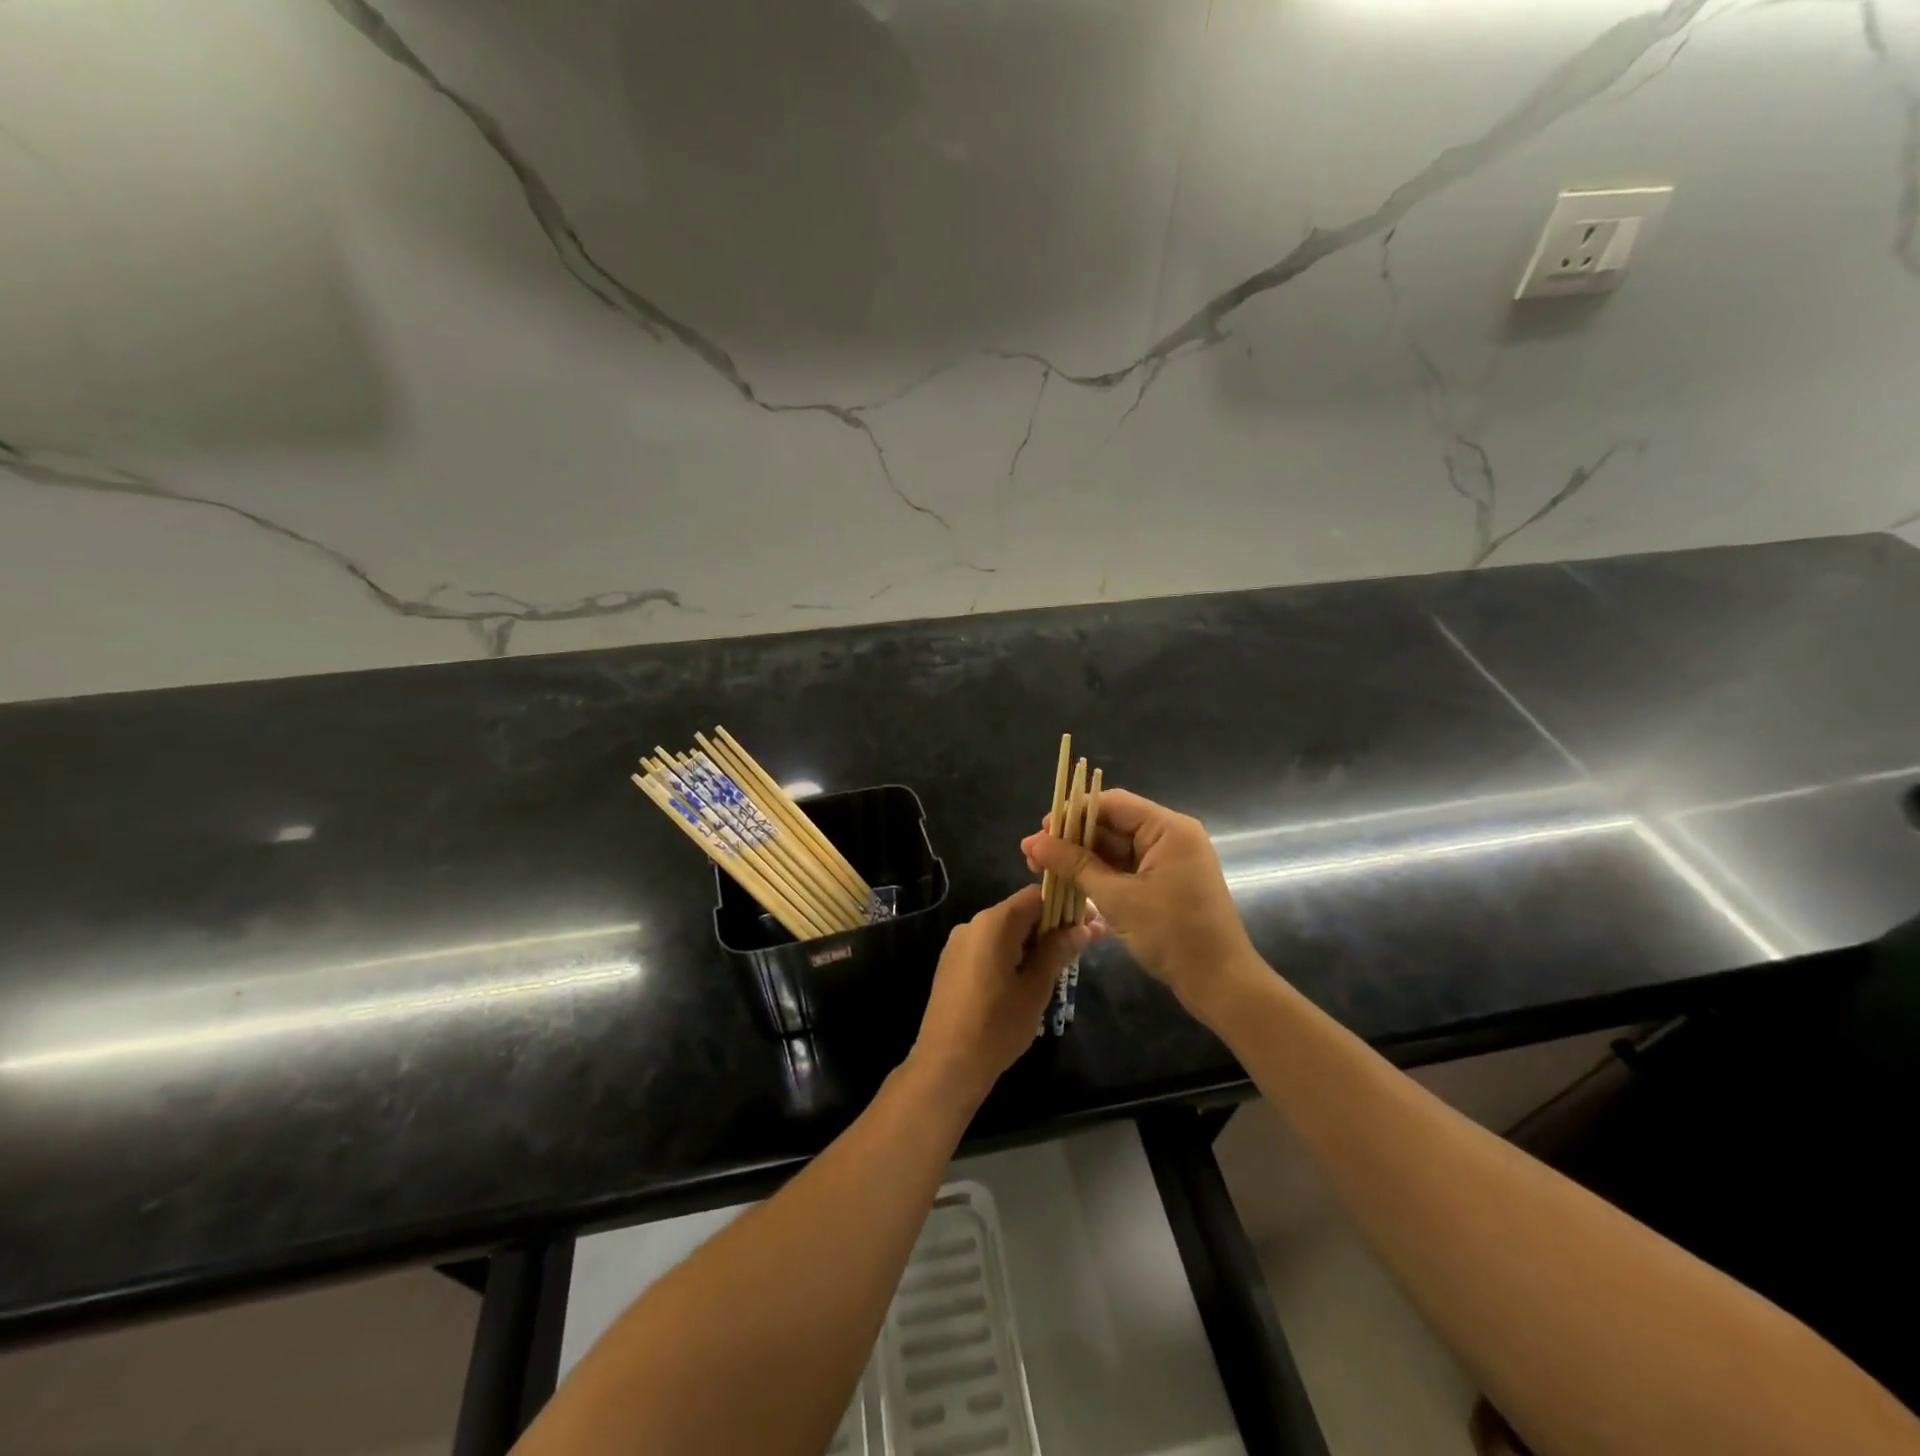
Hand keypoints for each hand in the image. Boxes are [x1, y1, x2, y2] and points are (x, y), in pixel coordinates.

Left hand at [911, 885, 1087, 1104]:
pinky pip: (988, 947)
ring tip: (1057, 969)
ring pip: (1005, 931)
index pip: (1036, 896)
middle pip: (1020, 912)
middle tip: (1080, 949)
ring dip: (1032, 942)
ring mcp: (958, 944)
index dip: (1066, 905)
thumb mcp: (1036, 987)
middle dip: (1051, 926)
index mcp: (994, 923)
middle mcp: (973, 924)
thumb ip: (1059, 950)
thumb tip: (1084, 927)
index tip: (1090, 924)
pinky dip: (1011, 954)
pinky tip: (1025, 981)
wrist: (947, 1064)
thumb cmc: (997, 1025)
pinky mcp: (951, 963)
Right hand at [1022, 788, 1259, 1014]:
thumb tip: (1034, 842)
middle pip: (1111, 823)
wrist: (1220, 983)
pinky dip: (1098, 874)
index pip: (1111, 803)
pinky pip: (1125, 867)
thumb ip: (1075, 865)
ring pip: (1115, 847)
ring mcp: (1168, 860)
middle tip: (1032, 856)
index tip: (1040, 832)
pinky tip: (1068, 882)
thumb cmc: (1172, 934)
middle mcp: (1170, 836)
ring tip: (1041, 870)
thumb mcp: (1117, 898)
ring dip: (1080, 858)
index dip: (1072, 814)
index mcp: (1168, 829)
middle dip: (1071, 839)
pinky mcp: (1165, 882)